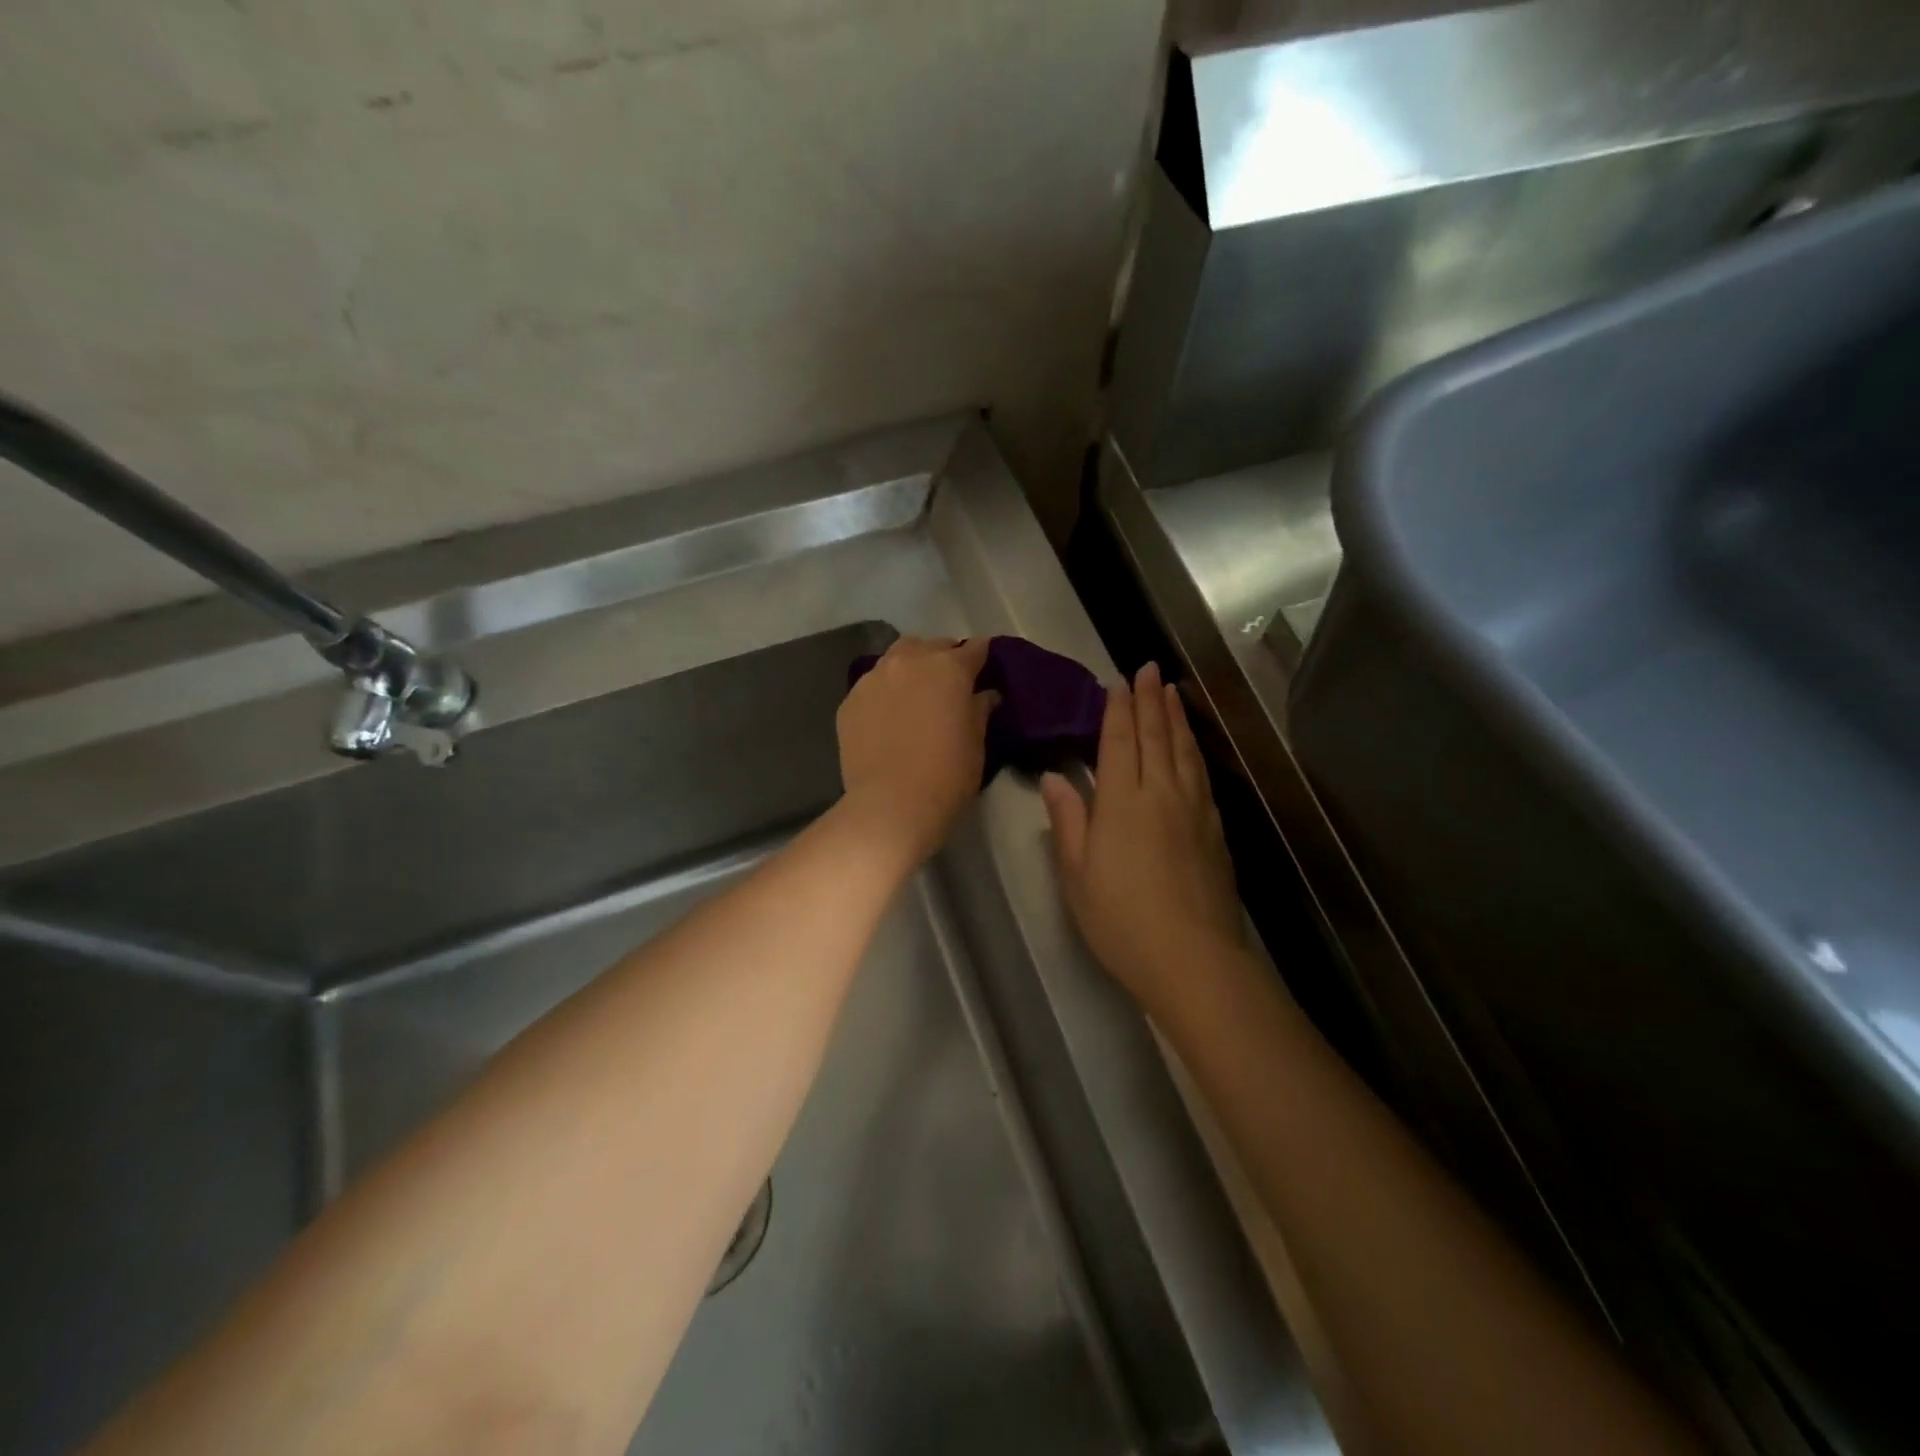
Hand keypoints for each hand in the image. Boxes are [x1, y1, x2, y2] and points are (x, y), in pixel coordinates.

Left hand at [837, 636, 998, 867]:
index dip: (982, 656)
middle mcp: (910, 662)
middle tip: (950, 683)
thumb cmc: (947, 776)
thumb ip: (980, 710)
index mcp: (949, 668)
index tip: (986, 667)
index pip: (974, 649)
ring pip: (896, 658)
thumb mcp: (976, 744)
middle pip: (931, 646)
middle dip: (943, 657)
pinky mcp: (850, 701)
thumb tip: (985, 694)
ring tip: (915, 693)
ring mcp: (874, 678)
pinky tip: (888, 716)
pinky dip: (885, 692)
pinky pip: (873, 685)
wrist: (890, 805)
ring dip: (911, 668)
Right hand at [1041, 663, 1243, 1018]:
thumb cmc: (1121, 918)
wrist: (1192, 958)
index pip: (1120, 742)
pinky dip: (1194, 750)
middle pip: (1156, 736)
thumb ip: (1068, 820)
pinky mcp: (1215, 829)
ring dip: (1175, 718)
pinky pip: (1202, 775)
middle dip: (1150, 700)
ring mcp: (1194, 809)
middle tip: (1149, 669)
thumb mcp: (1077, 873)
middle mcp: (1162, 793)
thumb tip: (1055, 778)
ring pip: (1184, 750)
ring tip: (1171, 692)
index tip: (1118, 681)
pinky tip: (1192, 747)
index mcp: (1123, 801)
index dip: (1118, 709)